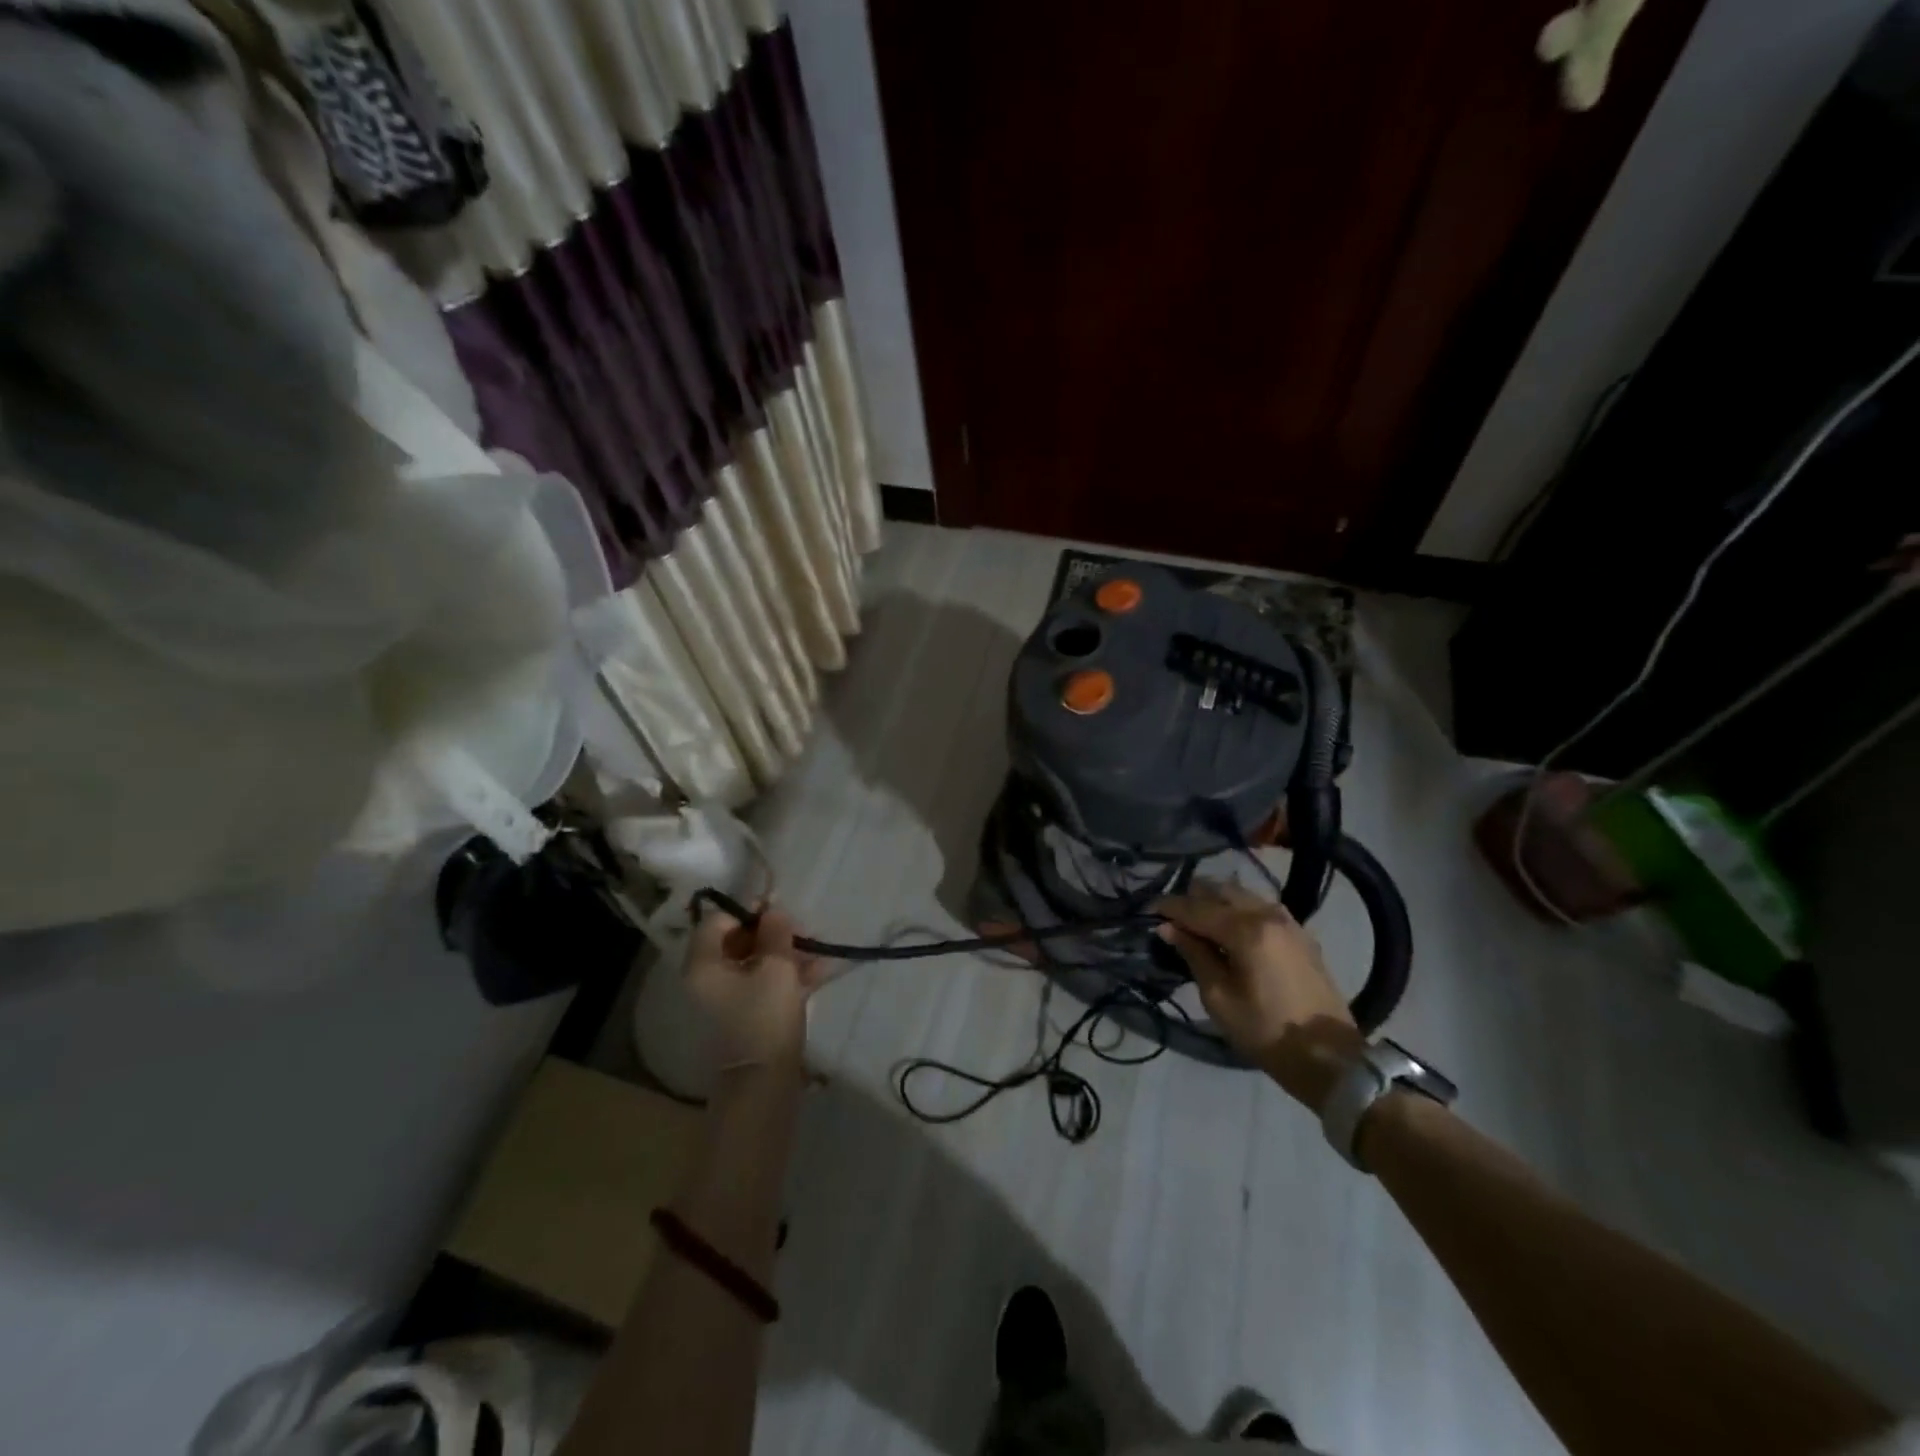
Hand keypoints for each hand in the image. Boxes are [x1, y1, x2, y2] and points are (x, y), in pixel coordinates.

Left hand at [685, 904, 826, 1072]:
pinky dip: (788, 975)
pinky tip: (819, 971)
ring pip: (756, 963)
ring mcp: (728, 1000)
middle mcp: (709, 980)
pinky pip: (765, 984)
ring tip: (819, 950)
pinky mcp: (747, 1017)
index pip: (718, 921)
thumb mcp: (776, 967)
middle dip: (773, 933)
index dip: (748, 910)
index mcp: (703, 965)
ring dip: (786, 953)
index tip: (780, 910)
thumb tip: (774, 912)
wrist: (764, 1083)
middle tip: (803, 931)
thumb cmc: (764, 1017)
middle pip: (738, 941)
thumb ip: (776, 933)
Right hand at [1155, 879, 1360, 1109]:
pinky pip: (1261, 906)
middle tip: (1172, 917)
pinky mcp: (1300, 933)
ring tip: (1198, 921)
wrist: (1331, 1058)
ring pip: (1242, 894)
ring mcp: (1289, 921)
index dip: (1169, 907)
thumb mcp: (1219, 999)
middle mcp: (1268, 914)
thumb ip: (1194, 955)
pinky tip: (1229, 928)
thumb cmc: (1267, 1032)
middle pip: (1220, 890)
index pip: (1196, 907)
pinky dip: (1238, 909)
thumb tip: (1168, 928)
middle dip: (1192, 898)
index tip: (1148, 910)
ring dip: (1216, 901)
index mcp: (1246, 930)